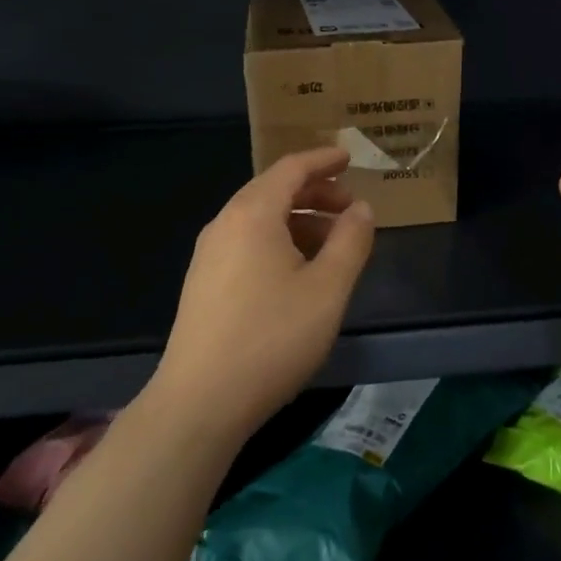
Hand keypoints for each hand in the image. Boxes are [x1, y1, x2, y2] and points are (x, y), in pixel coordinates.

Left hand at [150, 148, 375, 443]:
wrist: (199, 403)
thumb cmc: (271, 338)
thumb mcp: (327, 289)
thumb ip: (350, 241)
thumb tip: (362, 209)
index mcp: (253, 214)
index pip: (291, 168)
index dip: (323, 160)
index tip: (350, 157)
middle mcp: (225, 224)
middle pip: (274, 190)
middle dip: (315, 192)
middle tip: (351, 208)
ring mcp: (209, 255)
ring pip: (260, 220)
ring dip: (299, 220)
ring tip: (332, 244)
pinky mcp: (203, 283)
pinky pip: (247, 243)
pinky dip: (279, 241)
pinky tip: (299, 273)